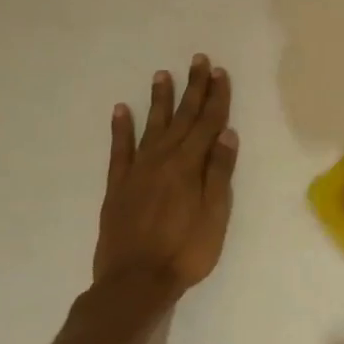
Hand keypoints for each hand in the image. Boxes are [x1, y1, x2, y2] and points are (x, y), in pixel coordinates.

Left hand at [93, 55, 238, 298]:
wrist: (134, 282)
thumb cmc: (185, 251)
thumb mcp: (215, 215)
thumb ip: (219, 173)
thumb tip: (226, 134)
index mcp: (189, 166)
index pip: (208, 124)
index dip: (216, 98)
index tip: (220, 73)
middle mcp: (162, 160)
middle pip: (182, 118)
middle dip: (193, 89)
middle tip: (198, 61)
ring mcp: (137, 171)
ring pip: (151, 126)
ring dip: (160, 100)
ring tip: (163, 74)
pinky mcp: (118, 186)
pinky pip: (119, 150)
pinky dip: (120, 128)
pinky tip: (121, 110)